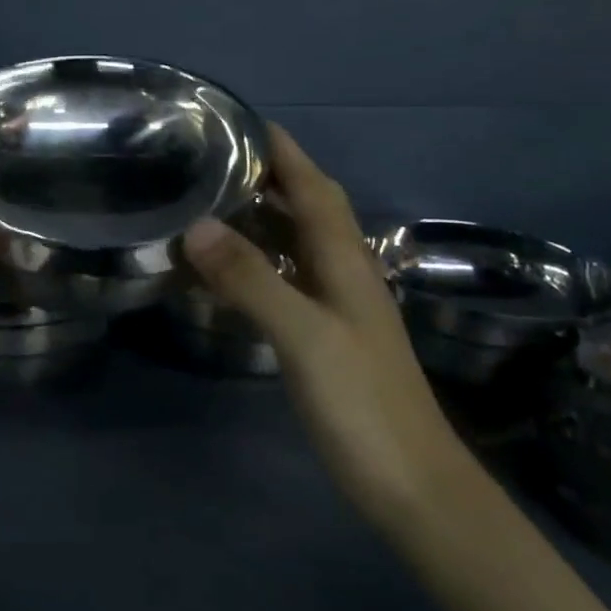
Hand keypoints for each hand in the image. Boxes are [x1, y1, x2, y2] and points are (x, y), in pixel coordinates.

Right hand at [181, 125, 467, 527]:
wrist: (414, 488)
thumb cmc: (363, 405)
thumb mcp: (305, 336)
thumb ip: (252, 280)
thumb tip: (196, 225)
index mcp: (346, 262)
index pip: (315, 189)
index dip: (285, 152)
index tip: (243, 122)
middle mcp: (344, 274)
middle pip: (307, 210)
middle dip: (266, 178)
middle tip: (209, 162)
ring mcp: (337, 308)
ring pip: (295, 245)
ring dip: (259, 220)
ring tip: (207, 204)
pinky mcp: (325, 338)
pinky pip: (285, 282)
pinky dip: (255, 265)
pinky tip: (225, 273)